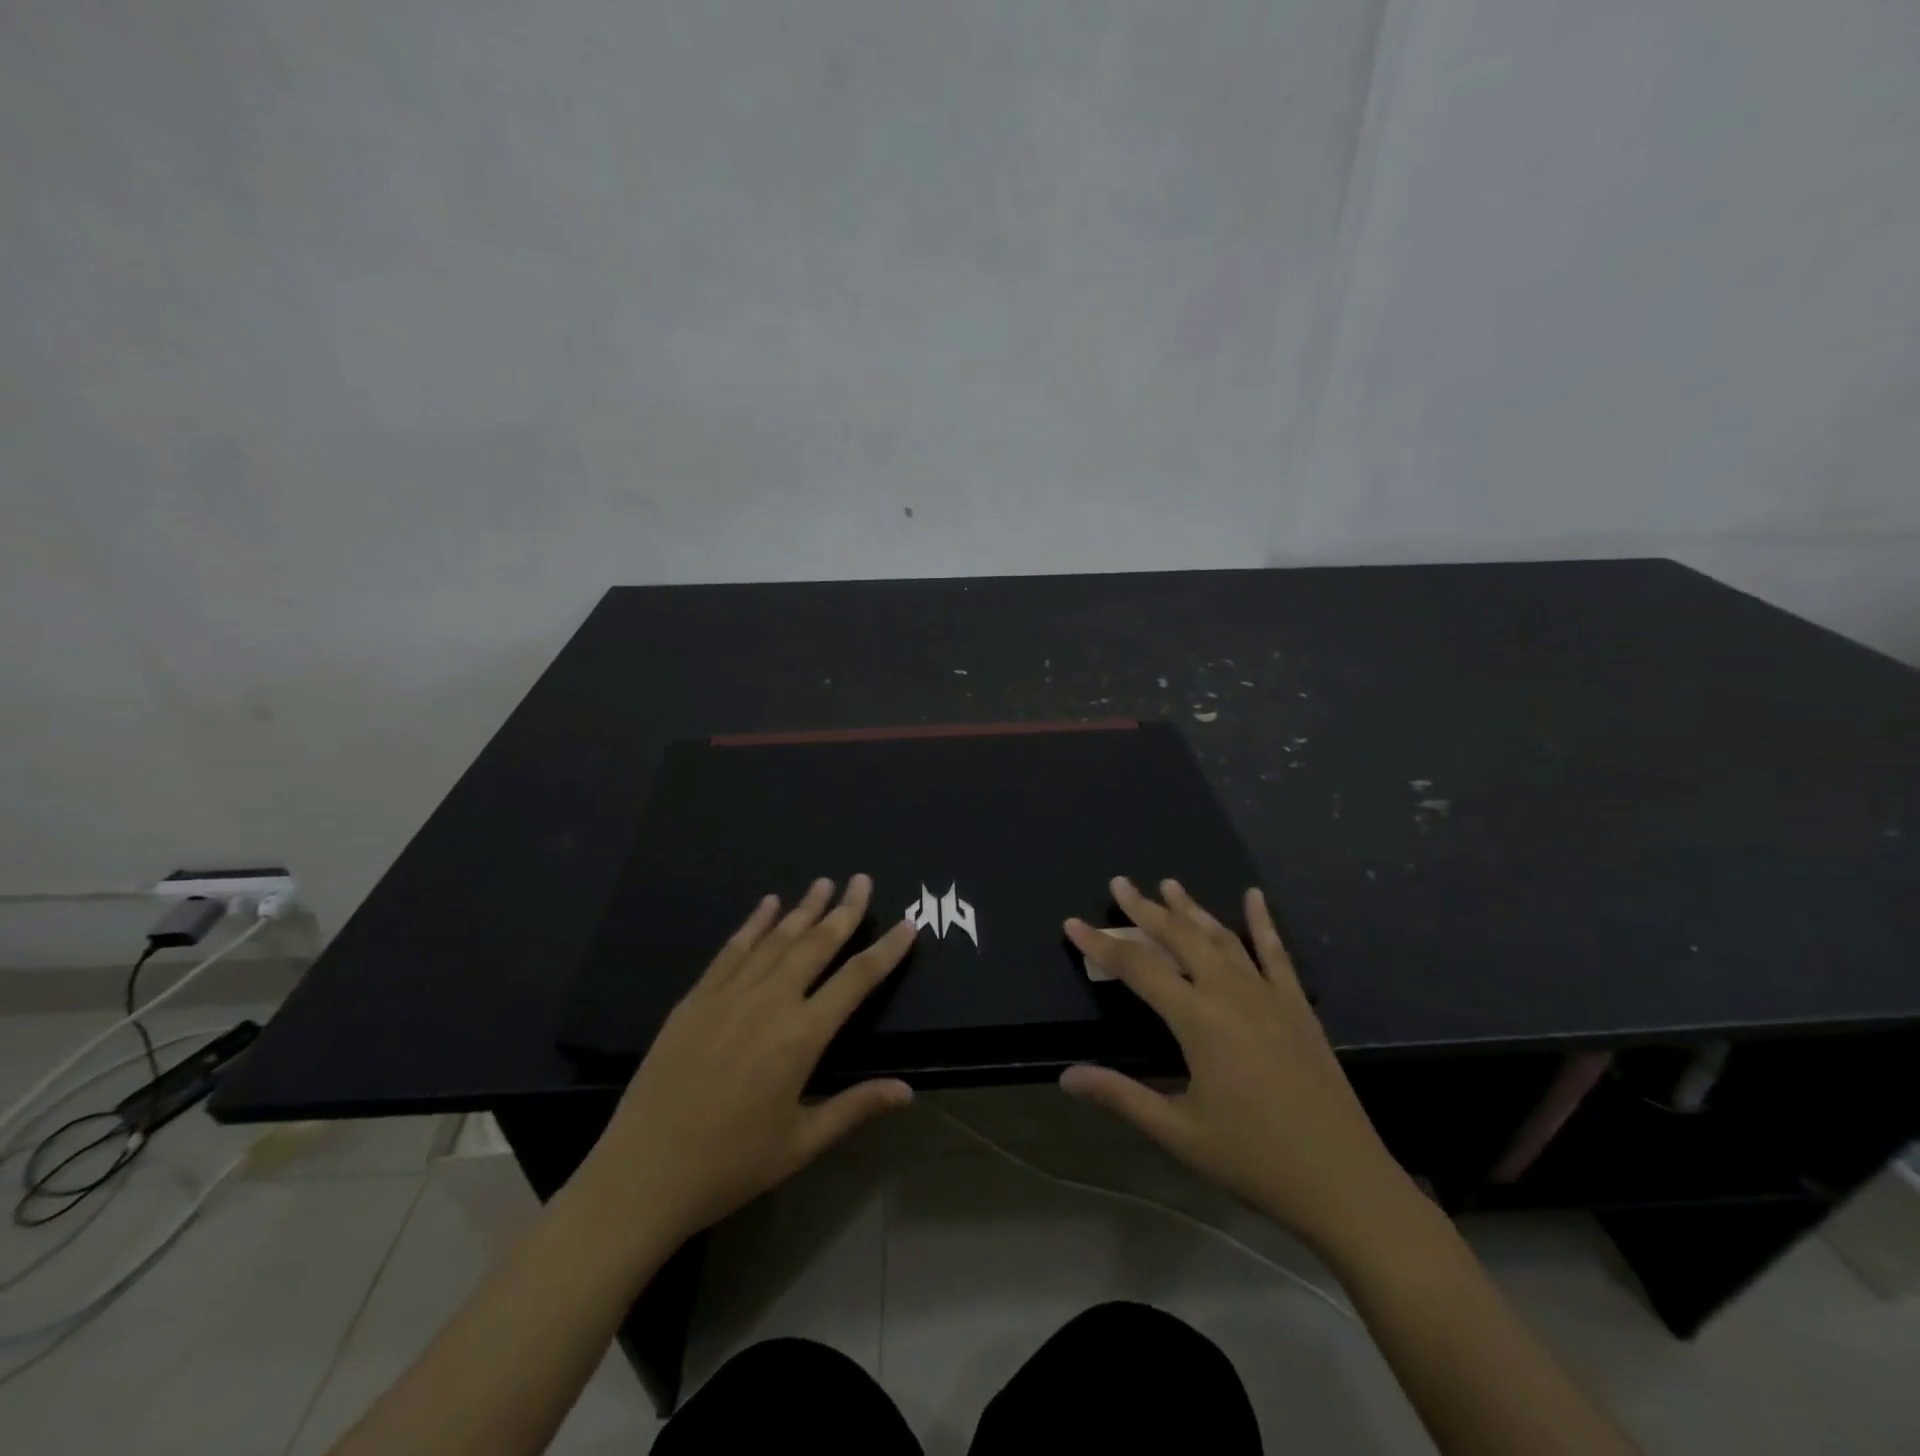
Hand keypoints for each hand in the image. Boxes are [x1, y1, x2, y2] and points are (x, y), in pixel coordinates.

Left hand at [571, 875, 916, 1251]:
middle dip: (844, 910)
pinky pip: (732, 950)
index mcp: (801, 1036)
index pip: (856, 979)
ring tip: (823, 882)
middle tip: (862, 880)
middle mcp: (770, 1002)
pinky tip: (768, 904)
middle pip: (816, 944)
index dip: (886, 950)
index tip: (907, 925)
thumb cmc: (730, 1165)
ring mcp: (729, 995)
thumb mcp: (801, 1144)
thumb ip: (855, 1108)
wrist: (642, 1175)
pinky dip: (754, 924)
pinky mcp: (696, 999)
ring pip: (776, 939)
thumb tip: (907, 1090)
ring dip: (803, 909)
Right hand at [1063, 878, 1414, 1256]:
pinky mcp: (1298, 1007)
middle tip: (1120, 883)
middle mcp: (1230, 993)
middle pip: (1179, 937)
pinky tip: (1255, 897)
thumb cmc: (1254, 1159)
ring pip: (1221, 937)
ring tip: (1170, 884)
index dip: (1101, 944)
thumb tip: (1067, 1076)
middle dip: (1145, 908)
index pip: (1137, 967)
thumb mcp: (1178, 1132)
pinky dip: (1263, 922)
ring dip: (1192, 909)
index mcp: (1197, 1019)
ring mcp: (1268, 995)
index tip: (1073, 923)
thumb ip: (1121, 1096)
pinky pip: (1277, 953)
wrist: (1344, 1183)